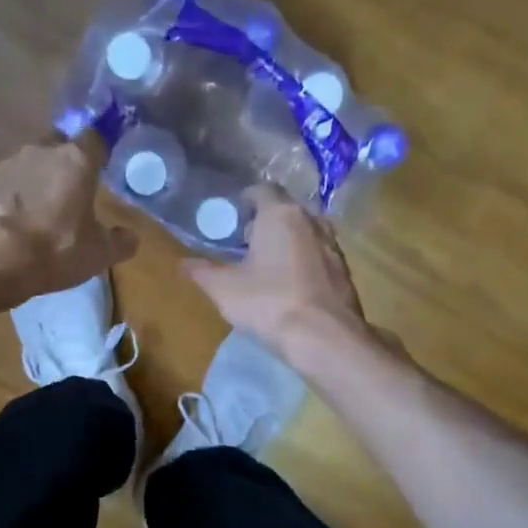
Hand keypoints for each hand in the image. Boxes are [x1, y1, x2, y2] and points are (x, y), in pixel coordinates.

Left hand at [0, 133, 138, 305]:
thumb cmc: (54, 249)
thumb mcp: (98, 254)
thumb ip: (118, 242)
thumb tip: (131, 237)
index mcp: (76, 162)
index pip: (95, 139)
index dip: (98, 151)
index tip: (100, 166)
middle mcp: (40, 152)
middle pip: (56, 148)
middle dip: (62, 167)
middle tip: (65, 196)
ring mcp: (4, 164)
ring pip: (24, 167)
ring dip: (31, 185)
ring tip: (31, 218)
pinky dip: (2, 200)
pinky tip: (2, 226)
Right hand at [185, 186, 380, 366]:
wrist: (325, 338)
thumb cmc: (269, 303)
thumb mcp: (224, 289)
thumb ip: (202, 272)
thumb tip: (183, 264)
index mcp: (281, 214)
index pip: (262, 190)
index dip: (245, 200)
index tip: (233, 217)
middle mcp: (311, 220)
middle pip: (286, 210)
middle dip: (266, 222)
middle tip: (246, 244)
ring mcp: (333, 246)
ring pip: (305, 232)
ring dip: (287, 242)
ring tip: (268, 265)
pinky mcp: (345, 271)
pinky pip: (318, 256)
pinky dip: (304, 262)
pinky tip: (291, 285)